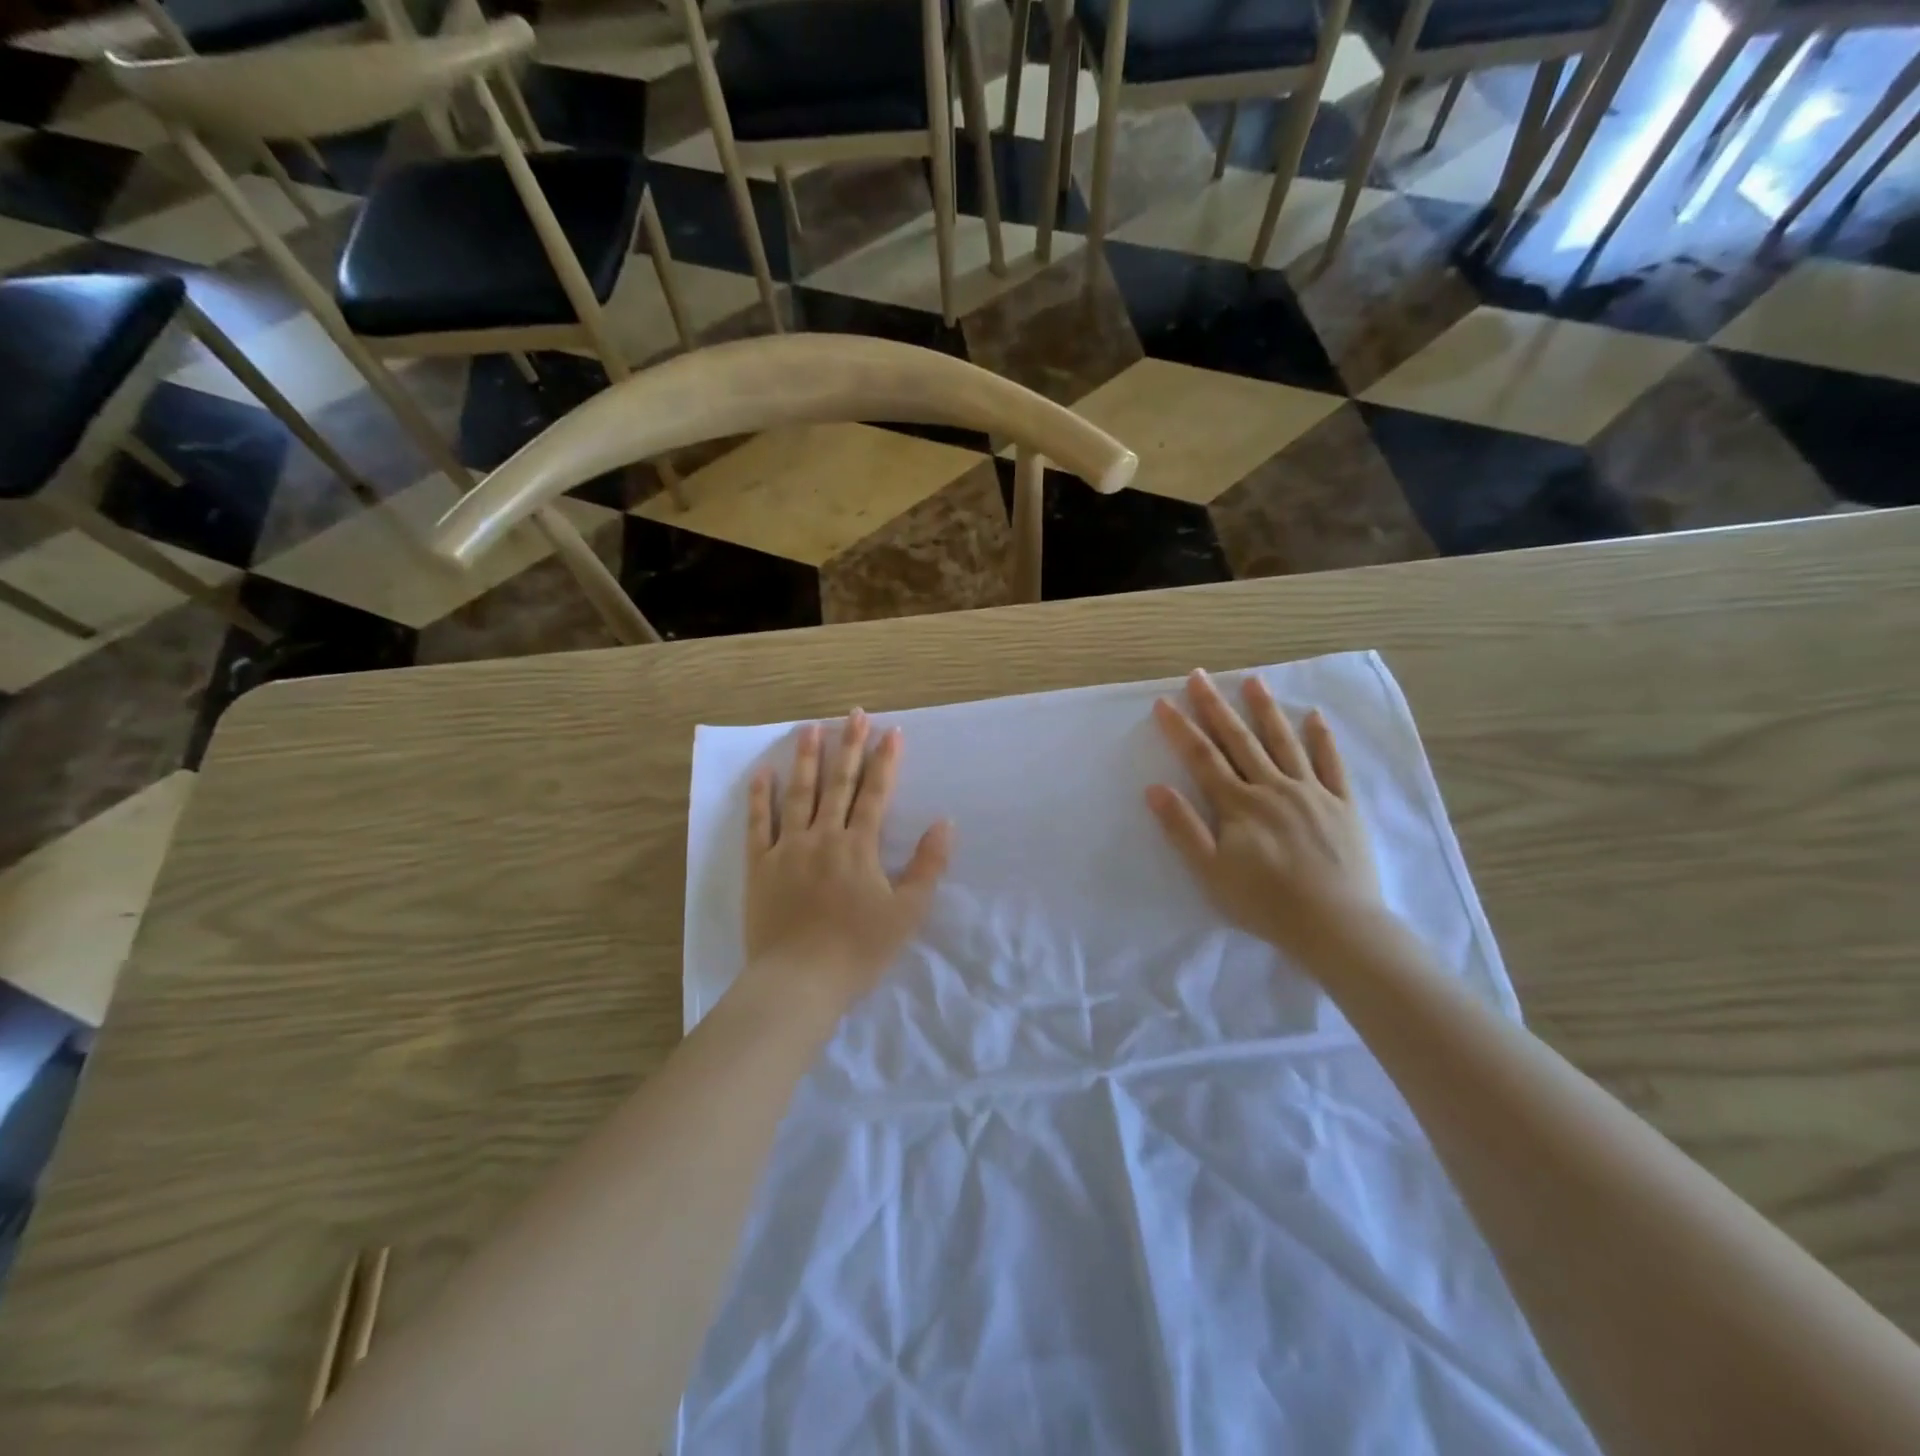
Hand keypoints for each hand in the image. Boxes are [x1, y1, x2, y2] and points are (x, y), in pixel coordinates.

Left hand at [741, 711, 951, 1010]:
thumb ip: (927, 865)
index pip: (875, 793)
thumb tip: (944, 822)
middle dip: (848, 747)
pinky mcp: (759, 866)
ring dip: (807, 760)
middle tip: (853, 714)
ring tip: (811, 728)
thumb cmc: (858, 950)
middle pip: (838, 784)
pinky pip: (757, 824)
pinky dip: (760, 797)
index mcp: (859, 846)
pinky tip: (762, 773)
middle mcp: (823, 836)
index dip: (885, 761)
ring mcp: (787, 848)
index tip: (891, 731)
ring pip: (798, 794)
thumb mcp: (907, 912)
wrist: (798, 981)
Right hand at [1147, 670, 1384, 965]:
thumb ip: (1183, 828)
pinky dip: (1322, 739)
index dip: (1181, 729)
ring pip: (1284, 742)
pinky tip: (1314, 717)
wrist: (1336, 925)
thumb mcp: (1211, 872)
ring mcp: (1311, 792)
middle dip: (1216, 707)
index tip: (1164, 701)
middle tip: (1199, 676)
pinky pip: (1331, 764)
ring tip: (1253, 681)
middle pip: (1239, 740)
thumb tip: (1155, 788)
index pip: (1203, 758)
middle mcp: (1273, 788)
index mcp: (1239, 804)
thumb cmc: (1265, 903)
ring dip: (1266, 710)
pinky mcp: (1342, 805)